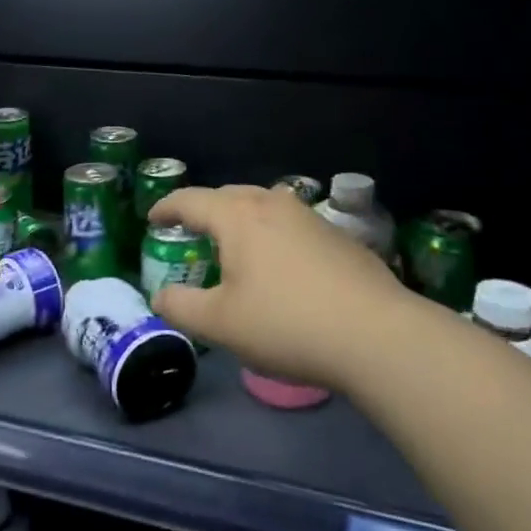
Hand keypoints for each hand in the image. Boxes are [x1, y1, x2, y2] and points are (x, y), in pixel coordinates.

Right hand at [147, 184, 417, 389]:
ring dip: (242, 218)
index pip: (191, 200)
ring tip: (235, 243)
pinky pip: (292, 225)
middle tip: (192, 229)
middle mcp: (273, 205)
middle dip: (205, 209)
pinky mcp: (339, 237)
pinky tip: (281, 265)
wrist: (377, 335)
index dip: (167, 207)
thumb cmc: (286, 325)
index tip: (152, 218)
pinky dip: (273, 234)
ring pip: (265, 206)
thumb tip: (161, 296)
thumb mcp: (220, 324)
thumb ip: (181, 307)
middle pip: (229, 195)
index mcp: (238, 217)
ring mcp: (311, 218)